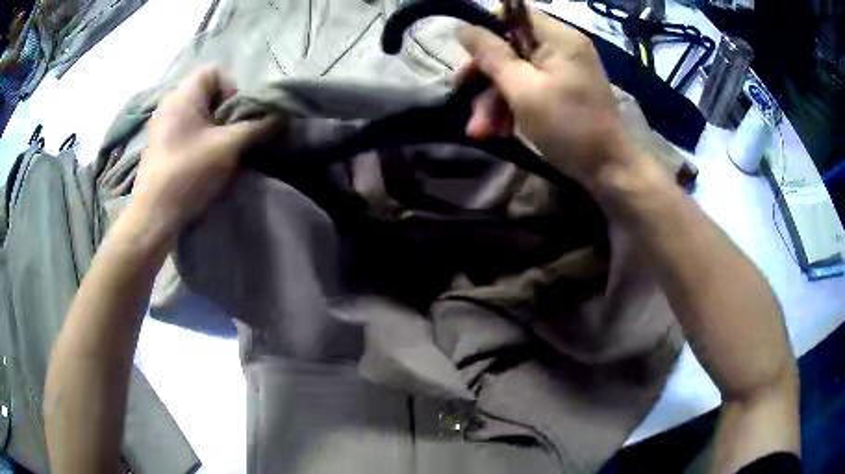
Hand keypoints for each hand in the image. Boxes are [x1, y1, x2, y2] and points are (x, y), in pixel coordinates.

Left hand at [130, 66, 272, 241]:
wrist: (154, 216)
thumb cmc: (189, 173)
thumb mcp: (229, 147)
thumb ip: (257, 126)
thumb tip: (282, 114)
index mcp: (183, 96)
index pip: (213, 71)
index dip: (231, 87)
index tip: (236, 115)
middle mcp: (169, 104)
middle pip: (205, 92)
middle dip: (224, 109)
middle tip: (231, 133)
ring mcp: (162, 126)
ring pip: (196, 112)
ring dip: (212, 125)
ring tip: (219, 148)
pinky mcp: (160, 145)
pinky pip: (186, 128)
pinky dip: (199, 137)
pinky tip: (202, 159)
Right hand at [459, 14, 640, 188]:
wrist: (608, 170)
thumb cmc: (569, 127)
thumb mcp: (524, 90)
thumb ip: (492, 56)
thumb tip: (464, 29)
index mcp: (558, 37)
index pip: (514, 14)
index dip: (487, 30)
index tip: (470, 56)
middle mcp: (561, 47)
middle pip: (510, 46)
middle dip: (485, 75)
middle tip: (461, 96)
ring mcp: (563, 70)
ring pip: (516, 71)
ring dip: (493, 99)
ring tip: (480, 131)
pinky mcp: (563, 90)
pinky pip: (529, 87)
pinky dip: (512, 107)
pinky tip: (498, 132)